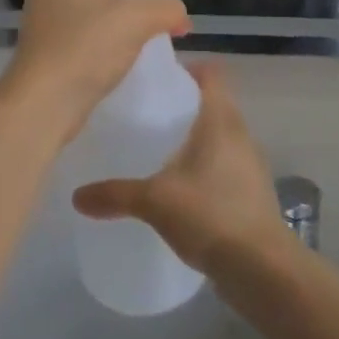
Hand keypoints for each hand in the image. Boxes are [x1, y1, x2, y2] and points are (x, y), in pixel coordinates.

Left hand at [2, 0, 188, 133]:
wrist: (43, 101)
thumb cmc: (87, 45)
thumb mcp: (138, 19)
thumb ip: (168, 7)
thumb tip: (180, 15)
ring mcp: (46, 4)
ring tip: (145, 9)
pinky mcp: (48, 31)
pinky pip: (82, 9)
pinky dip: (105, 14)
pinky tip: (126, 36)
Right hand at [72, 64, 291, 276]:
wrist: (262, 269)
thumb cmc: (210, 215)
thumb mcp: (155, 201)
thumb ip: (115, 194)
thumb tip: (76, 196)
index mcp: (221, 120)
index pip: (211, 74)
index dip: (188, 68)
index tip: (159, 77)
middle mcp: (240, 134)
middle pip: (215, 103)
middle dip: (185, 104)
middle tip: (149, 112)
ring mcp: (250, 164)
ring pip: (222, 135)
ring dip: (197, 137)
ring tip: (161, 148)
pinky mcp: (253, 192)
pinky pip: (227, 164)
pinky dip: (207, 166)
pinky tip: (183, 186)